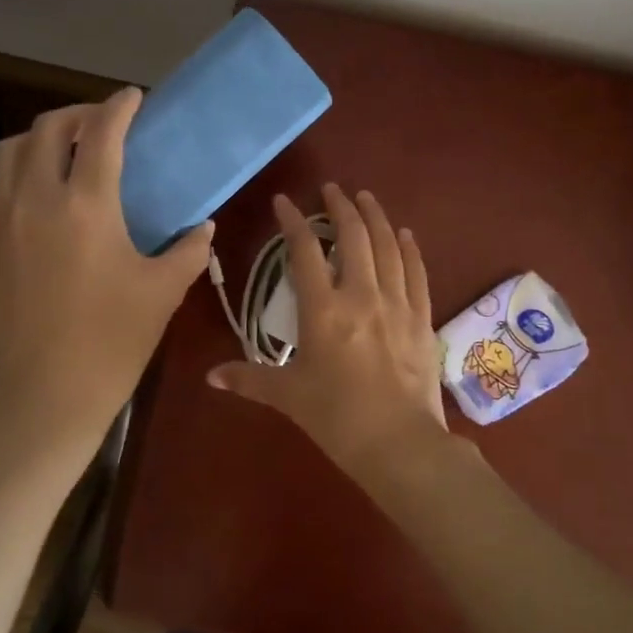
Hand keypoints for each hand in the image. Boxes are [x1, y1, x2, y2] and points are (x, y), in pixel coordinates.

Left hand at [0, 87, 212, 449]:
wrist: (46, 393)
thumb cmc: (113, 340)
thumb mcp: (163, 291)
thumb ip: (188, 250)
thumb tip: (203, 226)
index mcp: (86, 204)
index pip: (102, 134)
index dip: (119, 107)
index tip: (133, 98)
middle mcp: (35, 198)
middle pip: (49, 128)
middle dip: (78, 114)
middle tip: (102, 124)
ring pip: (10, 150)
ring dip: (40, 138)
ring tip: (64, 151)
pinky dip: (15, 171)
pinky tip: (33, 192)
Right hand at [207, 185, 449, 487]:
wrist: (399, 443)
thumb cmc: (337, 419)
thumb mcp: (288, 397)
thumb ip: (249, 379)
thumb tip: (211, 377)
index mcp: (323, 311)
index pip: (304, 252)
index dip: (293, 222)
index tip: (284, 202)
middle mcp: (361, 295)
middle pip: (353, 237)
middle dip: (341, 207)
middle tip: (332, 190)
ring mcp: (396, 304)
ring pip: (388, 246)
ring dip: (376, 218)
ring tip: (366, 199)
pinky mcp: (421, 318)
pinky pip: (416, 272)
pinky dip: (409, 248)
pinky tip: (404, 234)